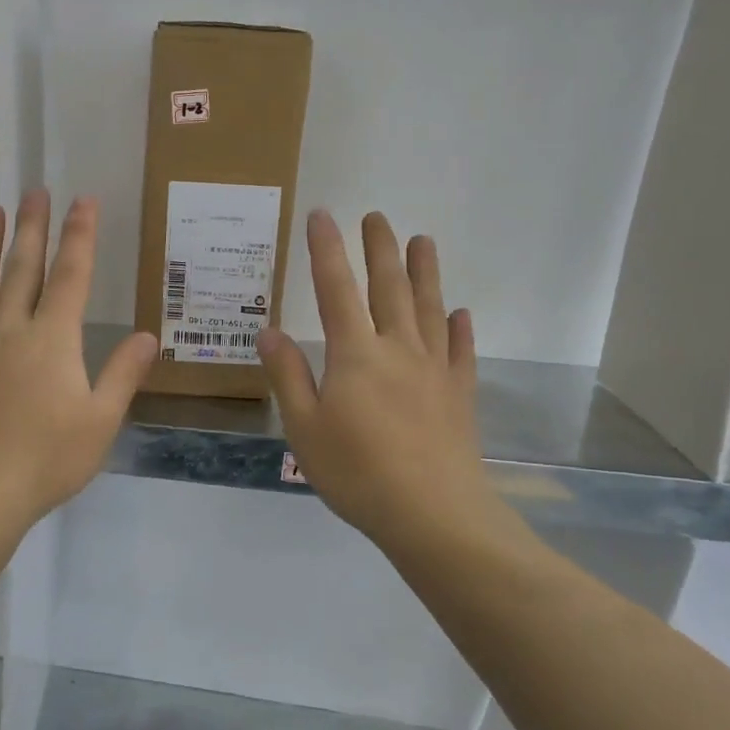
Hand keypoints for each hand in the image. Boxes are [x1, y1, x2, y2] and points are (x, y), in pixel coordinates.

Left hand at [0, 189, 157, 535]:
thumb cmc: (47, 460)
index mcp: (52, 340)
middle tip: (33, 190)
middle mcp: (9, 330)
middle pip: (22, 269)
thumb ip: (123, 374)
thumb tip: (148, 336)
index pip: (71, 276)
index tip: (82, 201)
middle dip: (31, 227)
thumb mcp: (101, 421)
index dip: (79, 236)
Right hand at [259, 210, 512, 557]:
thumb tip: (269, 331)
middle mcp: (398, 349)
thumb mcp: (305, 428)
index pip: (335, 289)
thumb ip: (288, 376)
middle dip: (380, 249)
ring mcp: (434, 369)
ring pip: (429, 308)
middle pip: (389, 287)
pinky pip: (460, 351)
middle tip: (376, 216)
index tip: (323, 215)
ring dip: (424, 272)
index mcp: (355, 354)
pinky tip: (460, 313)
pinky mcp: (459, 393)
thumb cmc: (357, 472)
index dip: (327, 250)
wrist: (433, 514)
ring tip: (423, 241)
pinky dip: (459, 328)